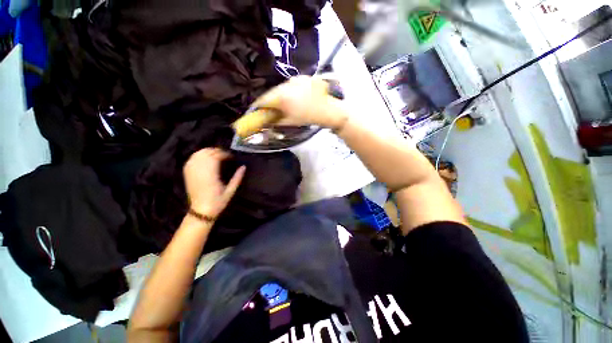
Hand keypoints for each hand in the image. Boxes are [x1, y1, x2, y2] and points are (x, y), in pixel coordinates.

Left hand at [183, 148, 245, 219]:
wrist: (201, 211)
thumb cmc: (218, 202)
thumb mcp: (231, 191)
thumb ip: (237, 178)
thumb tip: (244, 167)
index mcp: (211, 176)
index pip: (216, 157)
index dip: (224, 154)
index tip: (231, 157)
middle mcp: (200, 171)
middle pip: (206, 153)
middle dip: (216, 150)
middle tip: (225, 155)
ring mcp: (192, 172)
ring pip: (198, 154)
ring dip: (208, 151)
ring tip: (216, 155)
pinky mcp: (187, 174)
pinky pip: (191, 159)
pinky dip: (199, 155)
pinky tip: (205, 158)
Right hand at [250, 76, 348, 129]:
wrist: (329, 110)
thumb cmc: (309, 118)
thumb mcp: (290, 122)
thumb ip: (275, 120)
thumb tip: (265, 120)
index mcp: (282, 97)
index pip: (263, 99)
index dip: (258, 106)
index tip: (256, 111)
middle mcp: (286, 84)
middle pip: (271, 92)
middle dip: (269, 101)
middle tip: (270, 109)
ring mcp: (295, 79)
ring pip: (280, 88)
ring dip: (279, 96)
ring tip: (284, 104)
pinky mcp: (302, 77)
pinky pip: (290, 85)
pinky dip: (288, 91)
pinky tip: (293, 98)